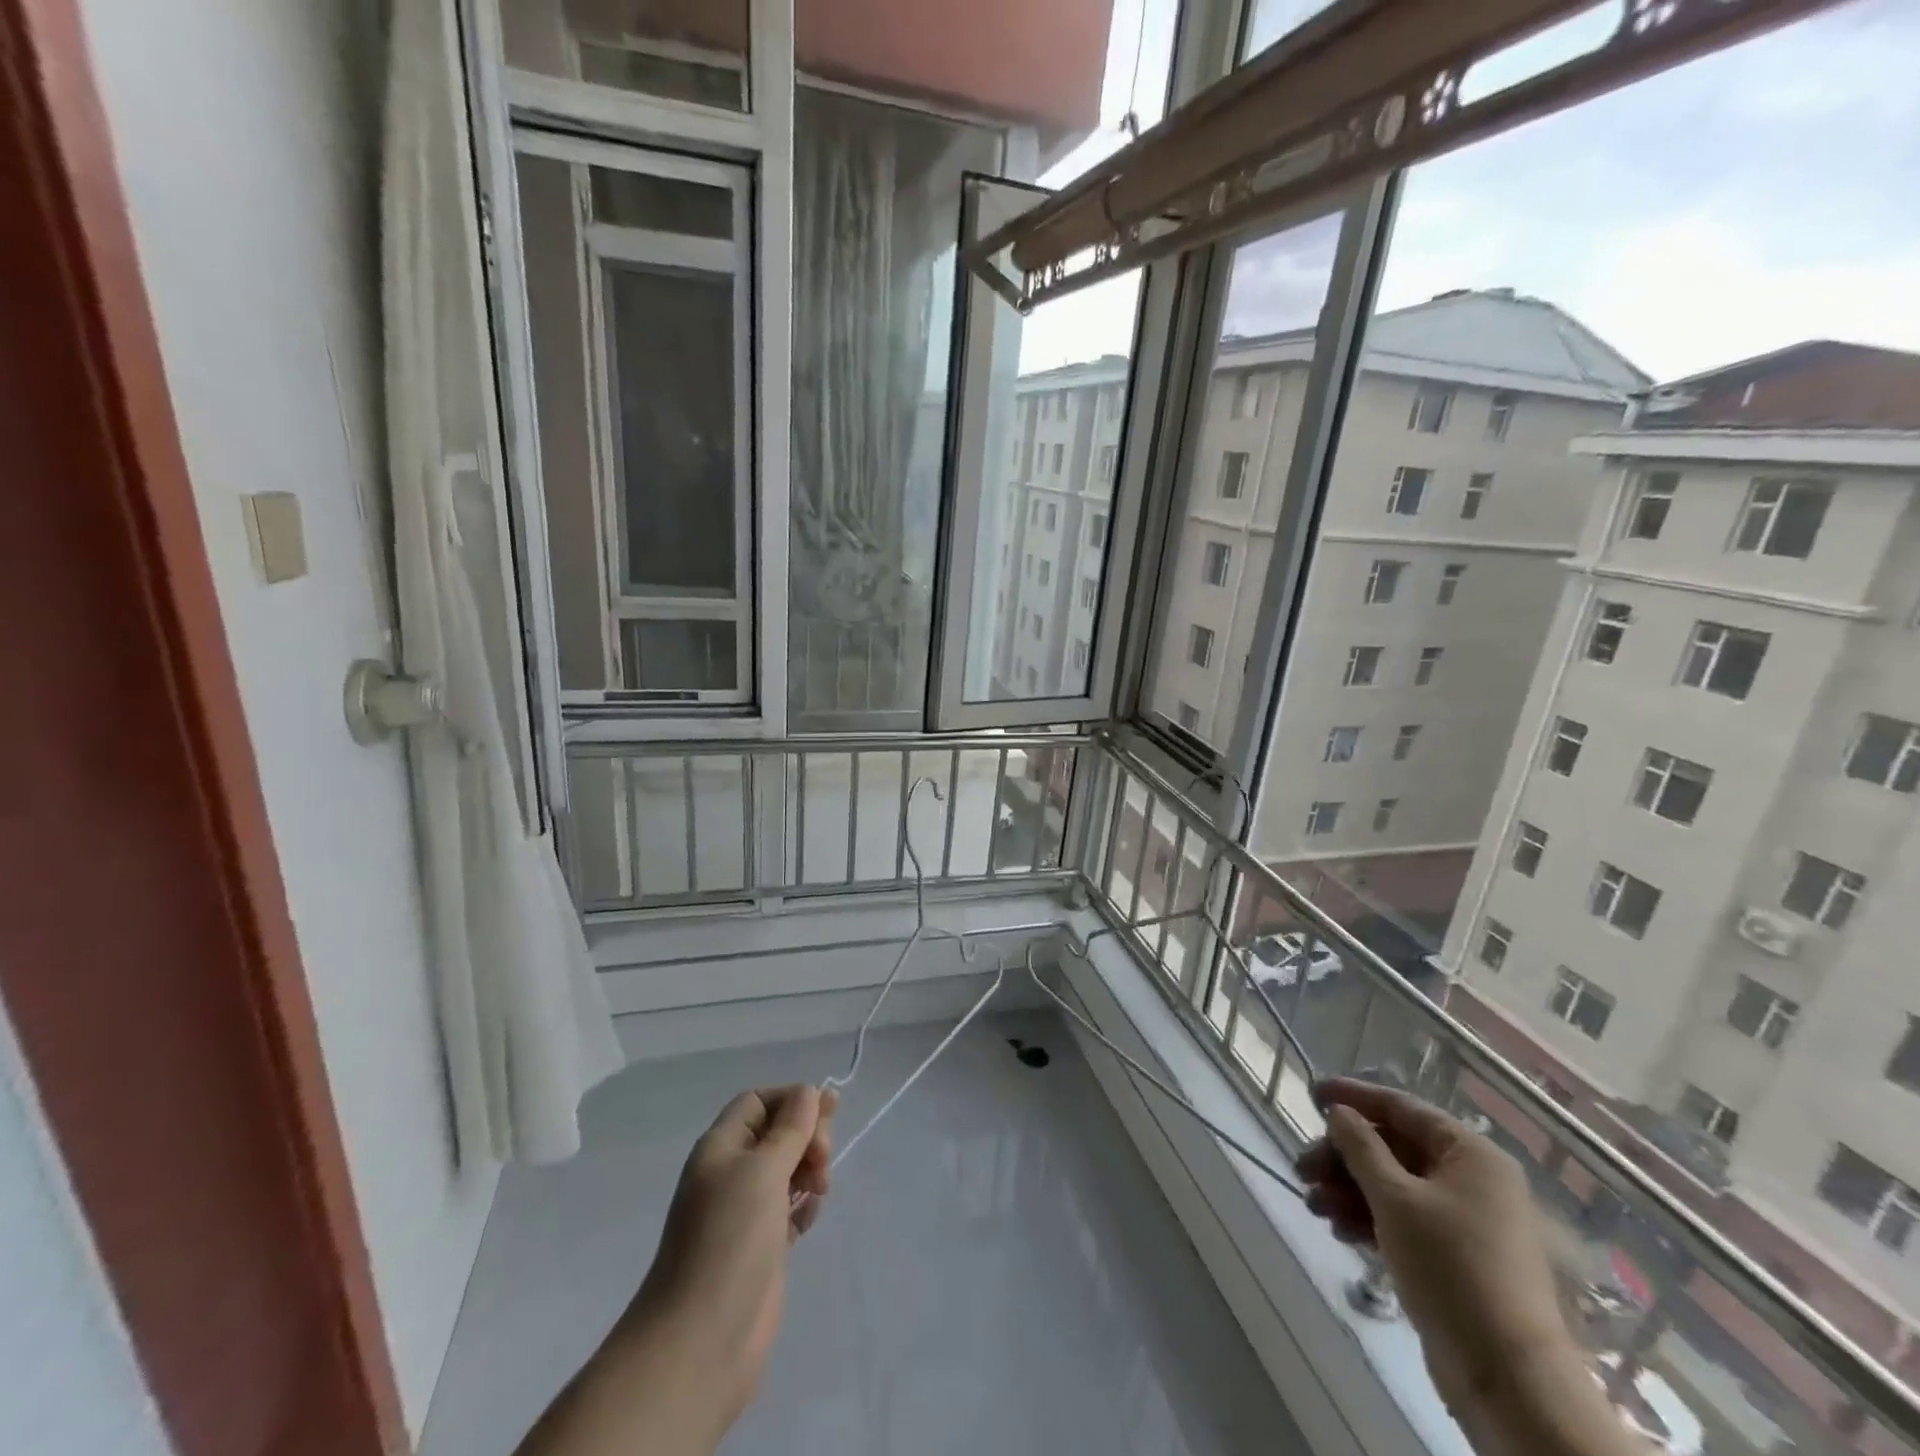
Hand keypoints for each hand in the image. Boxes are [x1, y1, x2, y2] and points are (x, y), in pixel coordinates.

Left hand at [518, 1085, 834, 1455]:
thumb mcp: (763, 1170)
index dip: (792, 1100)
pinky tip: (810, 1218)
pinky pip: (789, 1208)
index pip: (759, 1102)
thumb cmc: (730, 1239)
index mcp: (721, 1147)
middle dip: (807, 1135)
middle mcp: (731, 1173)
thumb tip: (809, 1091)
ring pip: (786, 1170)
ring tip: (821, 1189)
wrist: (701, 1341)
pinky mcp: (761, 1246)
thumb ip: (791, 1128)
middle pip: (776, 1132)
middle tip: (823, 1158)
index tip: (825, 1115)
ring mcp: (745, 1212)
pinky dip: (805, 1205)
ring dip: (809, 1169)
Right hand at [1297, 1079, 1570, 1414]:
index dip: (1354, 1097)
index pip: (1402, 1107)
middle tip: (1303, 1169)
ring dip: (1349, 1190)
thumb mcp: (1395, 1198)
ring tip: (1314, 1206)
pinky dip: (1369, 1218)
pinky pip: (1403, 1220)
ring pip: (1393, 1186)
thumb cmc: (1451, 1267)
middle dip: (1343, 1157)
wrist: (1508, 1377)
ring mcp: (1465, 1221)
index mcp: (1470, 1154)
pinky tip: (1339, 1231)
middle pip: (1393, 1149)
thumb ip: (1360, 1147)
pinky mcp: (1455, 1257)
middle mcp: (1472, 1180)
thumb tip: (1340, 1113)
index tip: (1311, 1093)